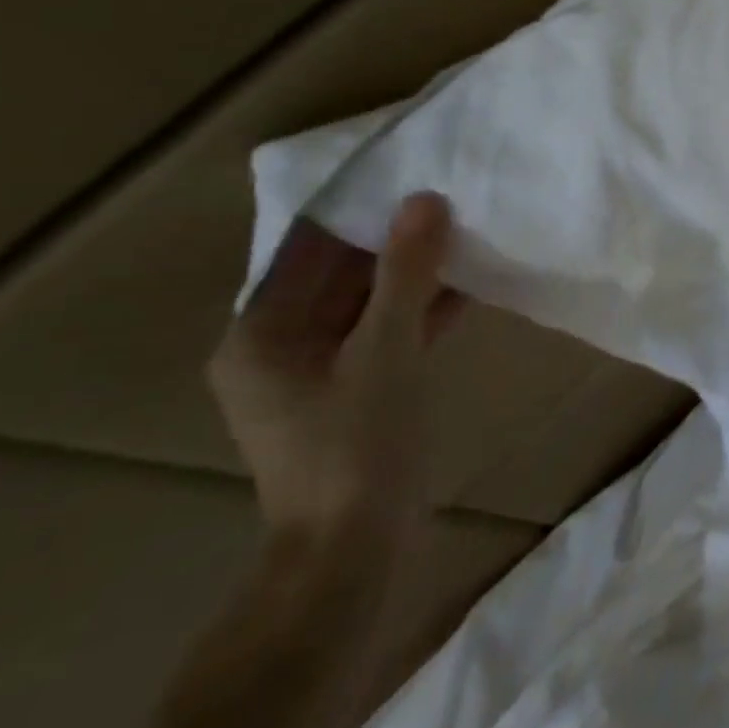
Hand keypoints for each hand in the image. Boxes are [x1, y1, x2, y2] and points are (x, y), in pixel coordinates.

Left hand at [208, 193, 461, 562]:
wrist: (352, 553)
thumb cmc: (357, 447)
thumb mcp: (386, 351)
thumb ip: (406, 273)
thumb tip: (425, 199)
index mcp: (261, 332)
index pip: (308, 247)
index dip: (359, 210)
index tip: (412, 174)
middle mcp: (277, 345)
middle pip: (338, 273)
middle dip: (394, 239)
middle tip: (451, 197)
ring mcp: (315, 371)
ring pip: (365, 303)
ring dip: (413, 274)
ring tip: (466, 232)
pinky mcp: (350, 391)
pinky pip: (382, 333)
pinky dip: (419, 311)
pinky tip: (467, 287)